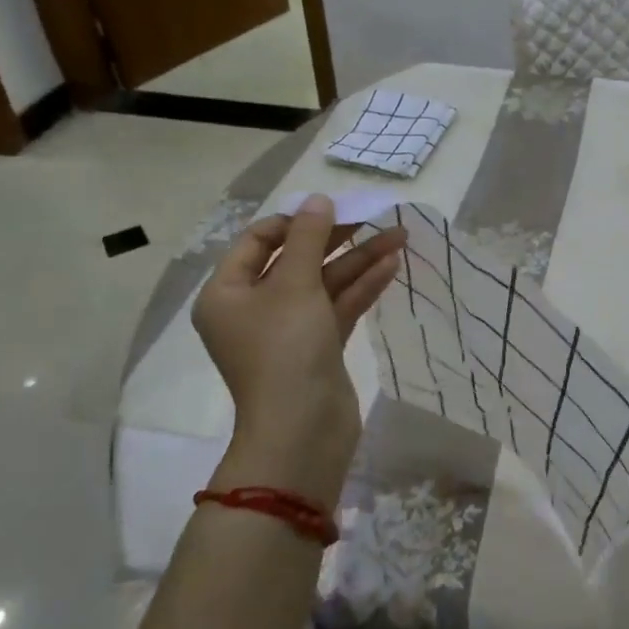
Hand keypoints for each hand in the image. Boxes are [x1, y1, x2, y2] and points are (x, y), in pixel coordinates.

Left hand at [190, 194, 406, 508]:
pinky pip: (338, 307)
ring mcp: (288, 330)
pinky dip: (362, 287)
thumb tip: (317, 198)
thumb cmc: (285, 349)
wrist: (302, 430)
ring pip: (325, 284)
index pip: (258, 241)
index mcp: (228, 293)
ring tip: (400, 237)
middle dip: (337, 238)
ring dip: (360, 260)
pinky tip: (392, 265)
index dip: (295, 221)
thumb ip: (308, 237)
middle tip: (374, 217)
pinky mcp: (318, 348)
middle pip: (297, 260)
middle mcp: (254, 308)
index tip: (331, 209)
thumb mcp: (294, 284)